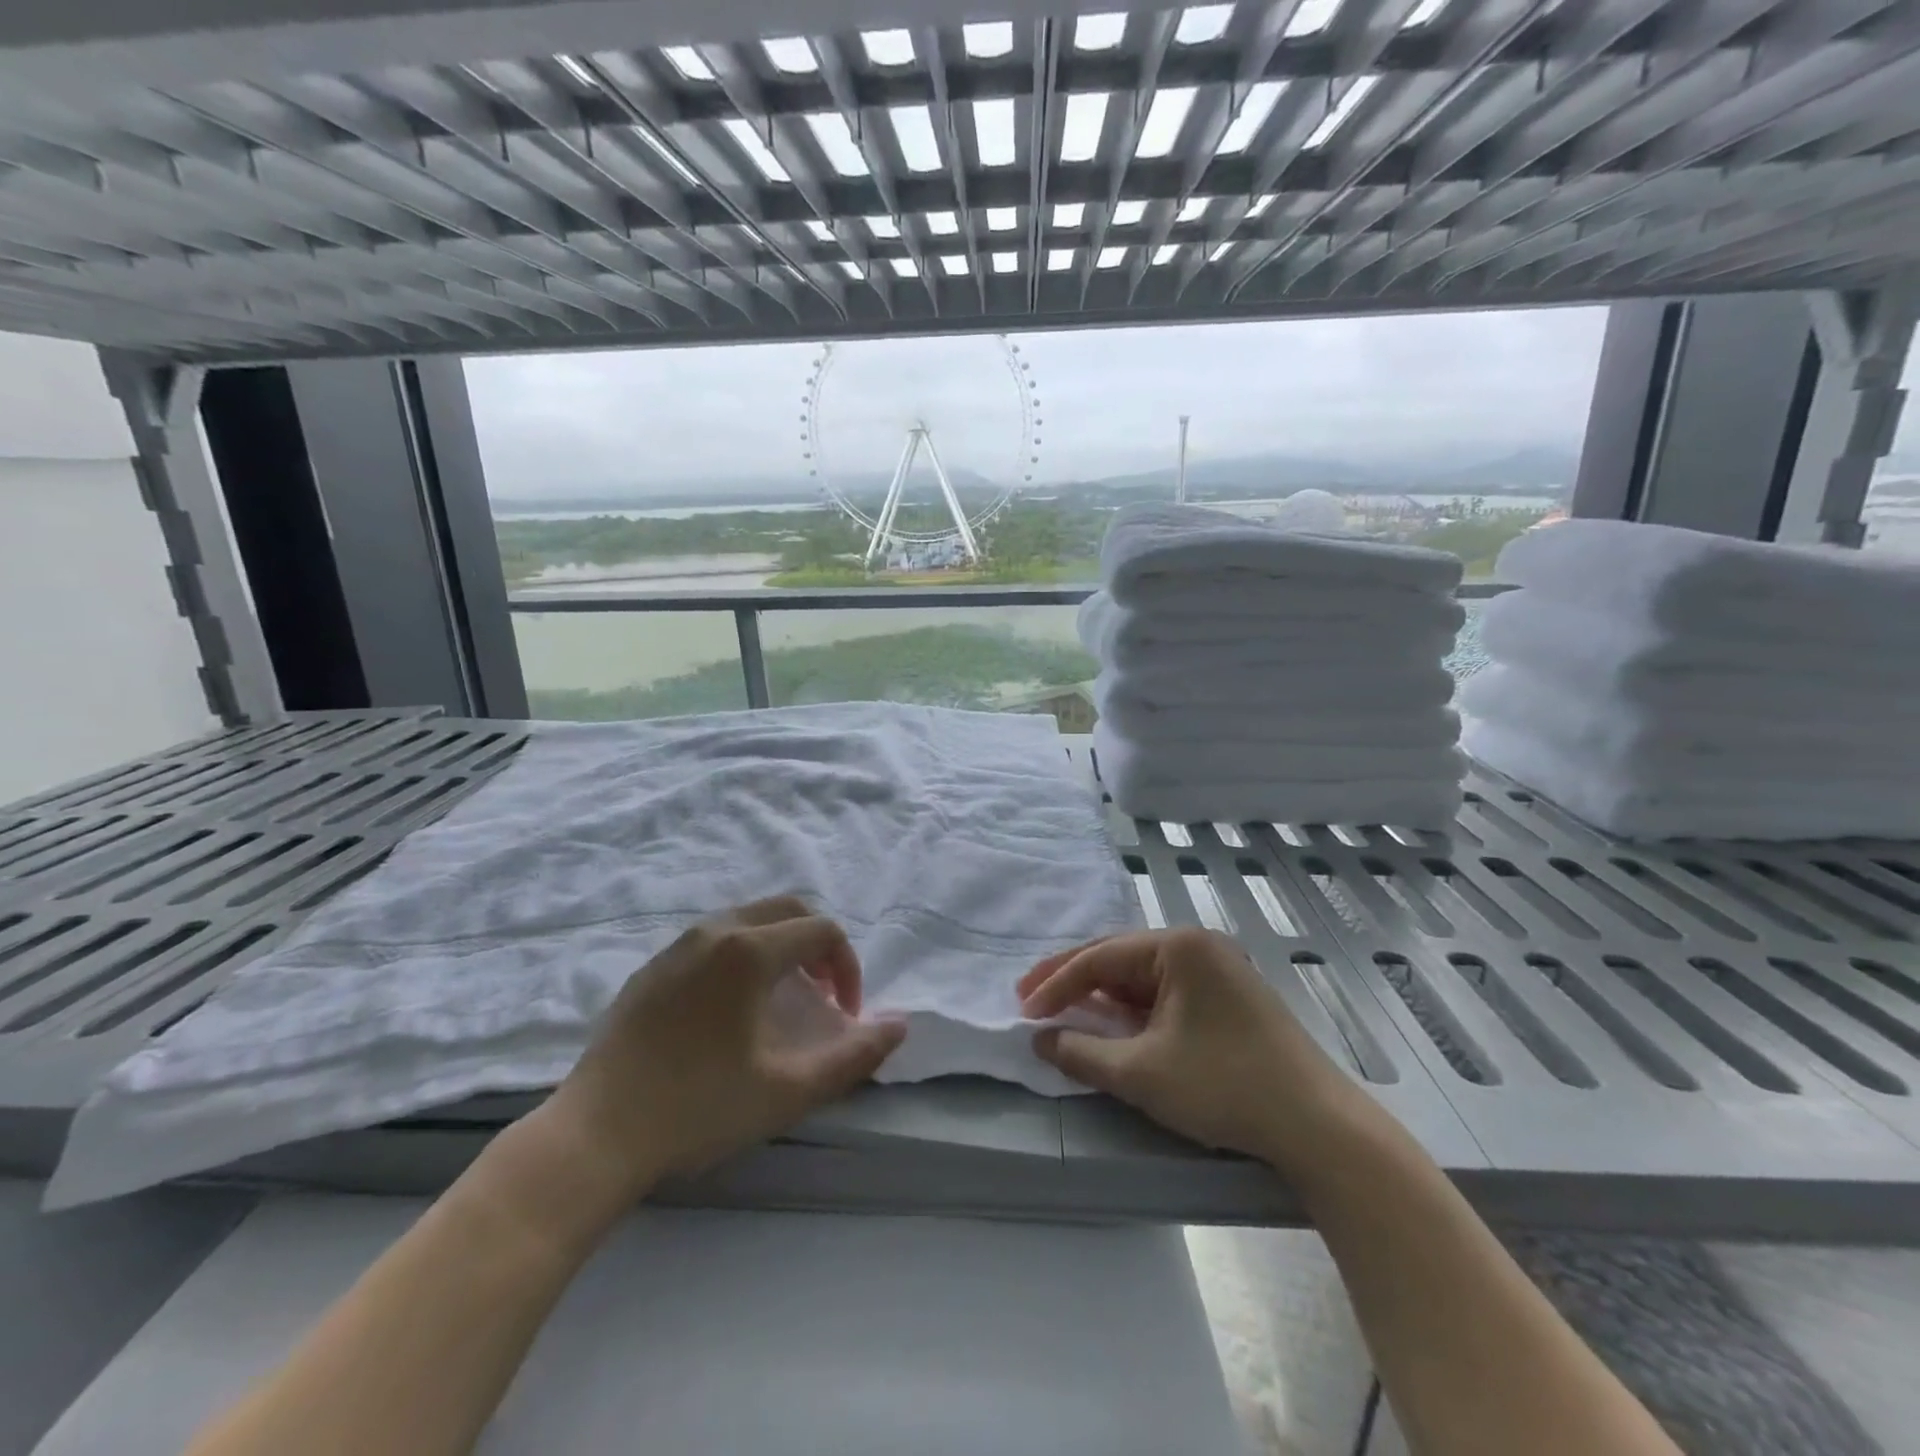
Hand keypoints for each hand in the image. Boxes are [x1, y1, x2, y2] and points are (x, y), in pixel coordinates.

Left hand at [524, 898, 904, 1219]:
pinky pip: (714, 939)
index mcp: (749, 950)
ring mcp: (676, 946)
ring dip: (780, 947)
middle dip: (817, 946)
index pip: (822, 932)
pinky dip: (743, 954)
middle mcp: (714, 931)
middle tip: (821, 996)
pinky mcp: (651, 968)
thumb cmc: (698, 1108)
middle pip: (787, 909)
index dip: (847, 968)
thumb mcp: (788, 1090)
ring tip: (782, 1001)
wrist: (594, 1134)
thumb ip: (853, 1056)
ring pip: (748, 919)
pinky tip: (730, 1010)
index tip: (845, 1015)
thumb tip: (901, 1024)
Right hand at [1020, 927, 1365, 1167]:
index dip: (1056, 984)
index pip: (1100, 958)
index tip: (1023, 1010)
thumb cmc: (1224, 1086)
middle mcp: (1198, 947)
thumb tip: (1041, 1040)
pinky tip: (1113, 1025)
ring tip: (1064, 1012)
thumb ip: (1082, 1053)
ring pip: (1142, 978)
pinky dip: (1133, 1011)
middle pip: (1119, 959)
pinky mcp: (1229, 999)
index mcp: (1178, 946)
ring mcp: (1217, 971)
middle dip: (1073, 982)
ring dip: (1102, 997)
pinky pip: (1166, 995)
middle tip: (1031, 1000)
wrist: (1319, 1127)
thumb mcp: (1142, 1073)